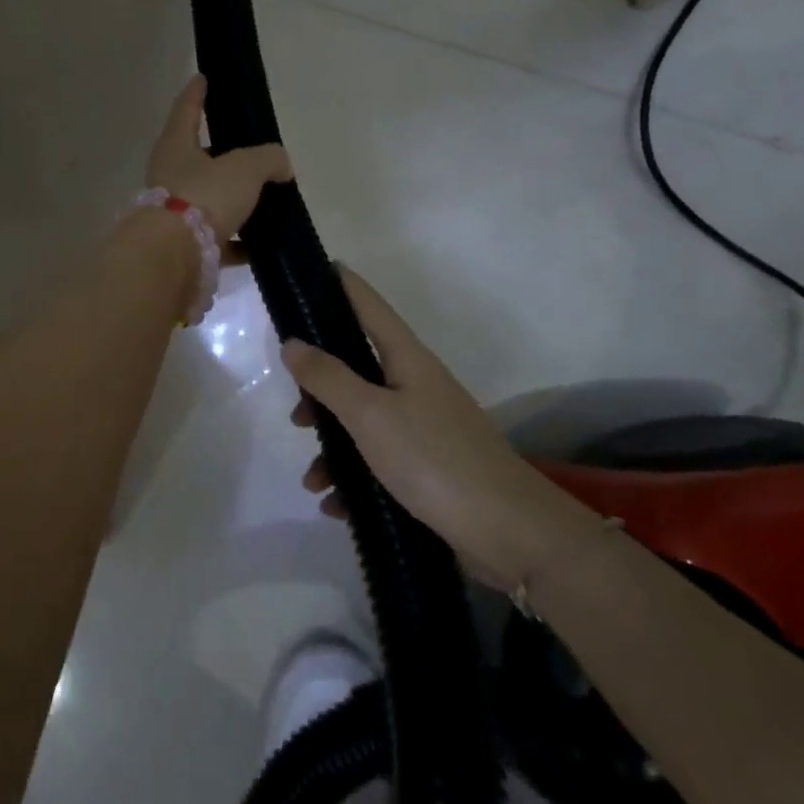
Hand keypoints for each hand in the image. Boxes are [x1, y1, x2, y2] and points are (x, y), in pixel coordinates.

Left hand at [146, 76, 291, 246]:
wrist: (172, 259)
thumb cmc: (204, 197)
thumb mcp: (245, 169)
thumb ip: (268, 160)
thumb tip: (281, 164)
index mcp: (176, 146)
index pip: (187, 110)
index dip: (197, 93)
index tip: (201, 77)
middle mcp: (169, 176)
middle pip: (198, 158)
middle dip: (221, 154)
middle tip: (249, 149)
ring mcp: (174, 214)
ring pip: (208, 200)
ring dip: (233, 200)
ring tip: (264, 198)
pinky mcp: (184, 248)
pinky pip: (217, 239)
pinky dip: (238, 241)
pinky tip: (261, 245)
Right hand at [281, 267, 595, 591]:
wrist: (510, 532)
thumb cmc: (434, 459)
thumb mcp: (370, 415)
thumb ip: (328, 377)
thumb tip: (292, 342)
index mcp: (406, 359)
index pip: (368, 305)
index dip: (340, 285)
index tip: (310, 271)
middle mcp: (416, 384)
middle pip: (358, 367)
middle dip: (321, 388)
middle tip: (295, 411)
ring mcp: (425, 426)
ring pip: (364, 420)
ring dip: (333, 445)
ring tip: (313, 480)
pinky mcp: (429, 466)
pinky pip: (379, 460)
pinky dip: (354, 479)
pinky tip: (337, 505)